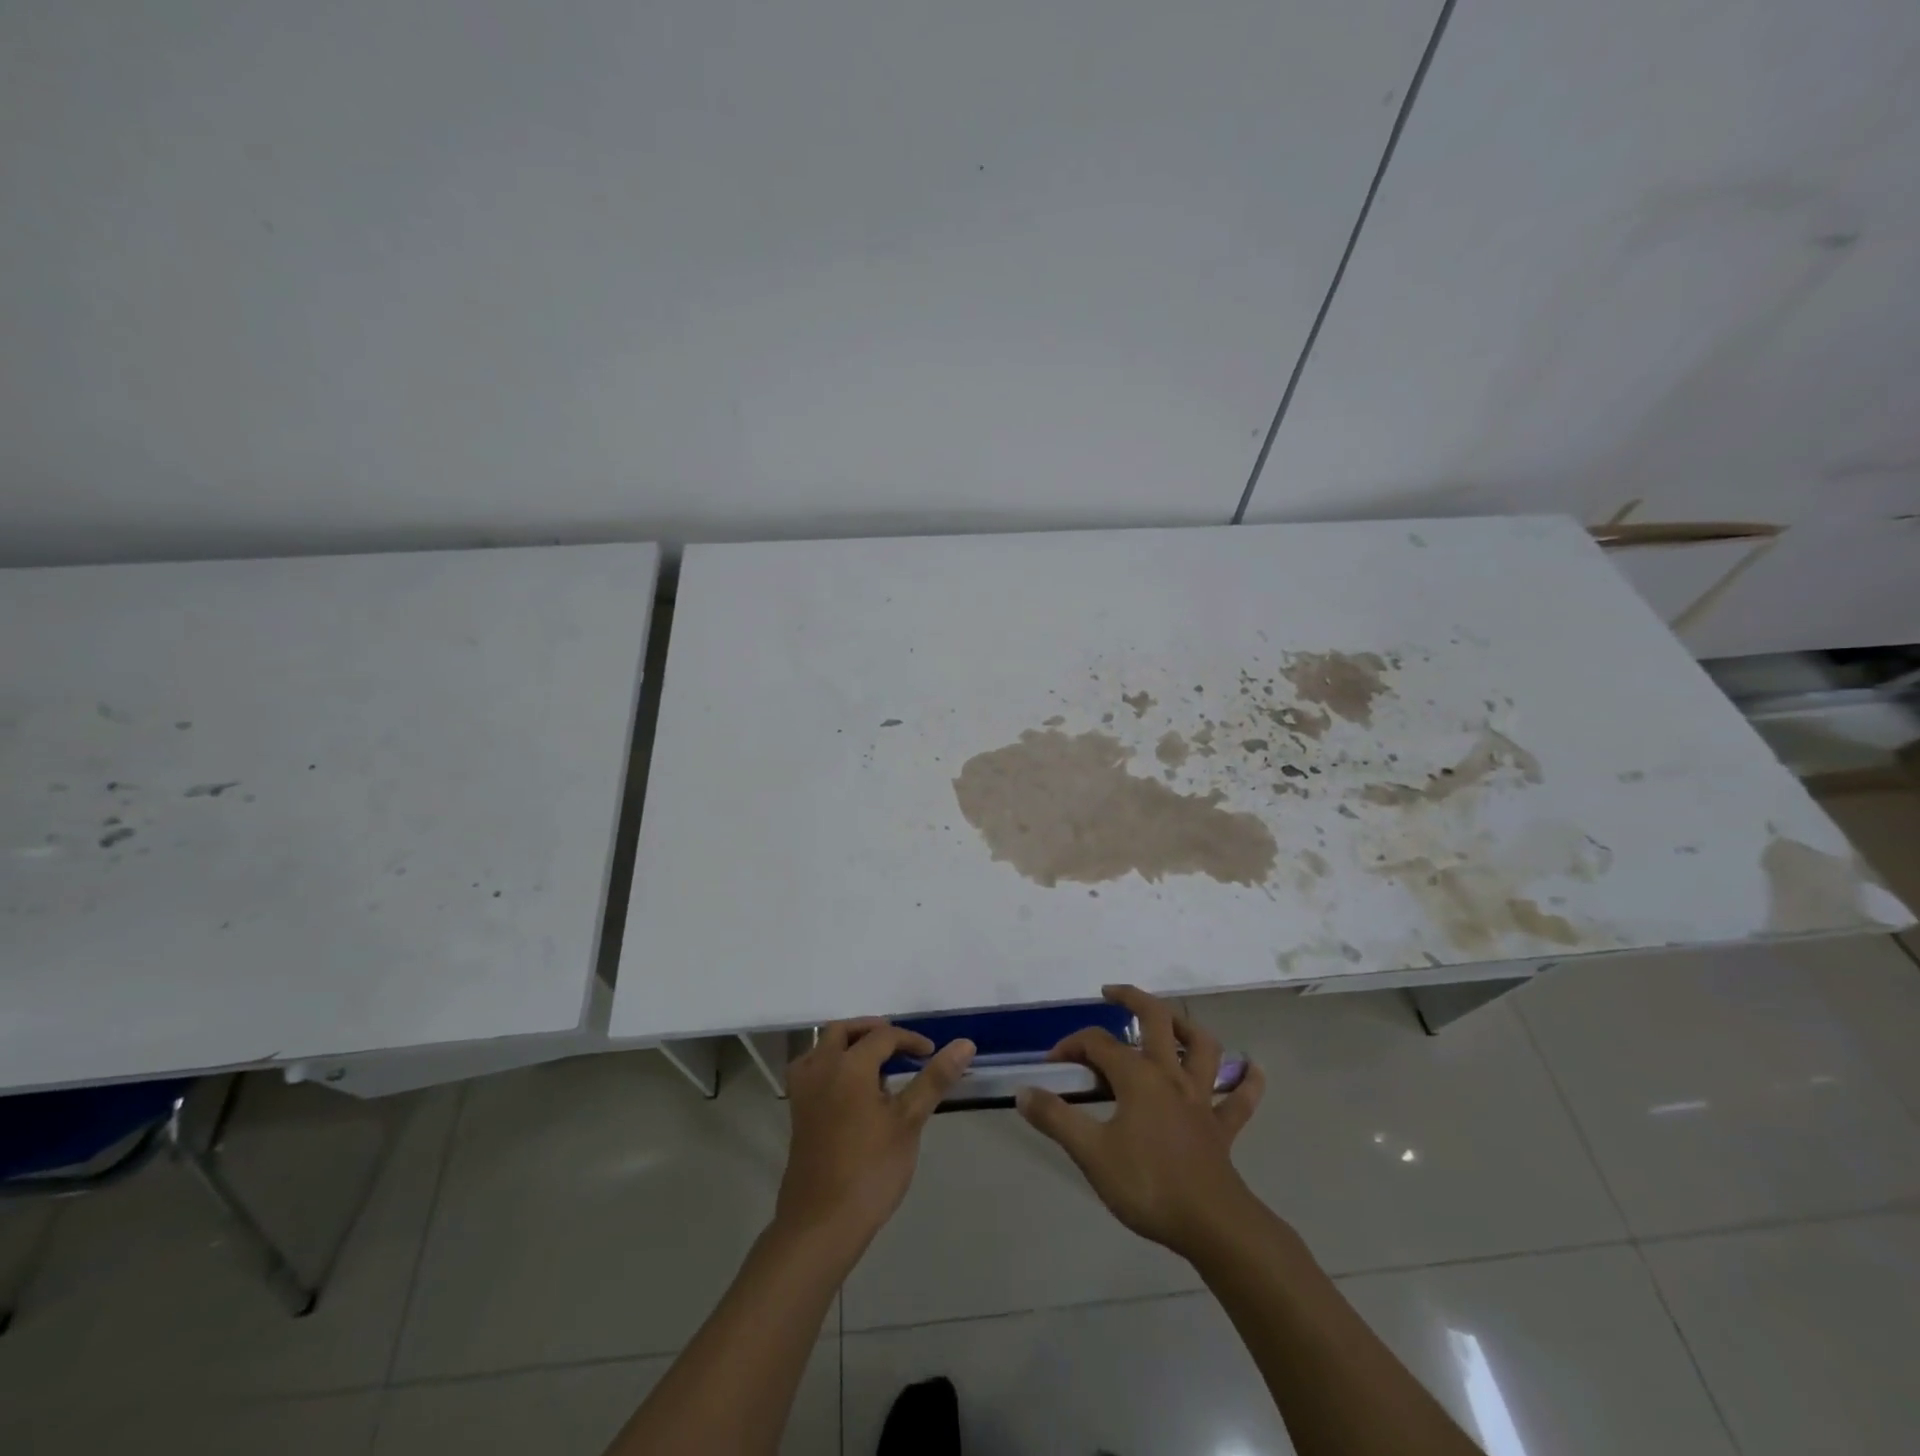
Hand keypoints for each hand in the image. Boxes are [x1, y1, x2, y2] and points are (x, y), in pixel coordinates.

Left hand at [776, 1019, 975, 1252]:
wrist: (821, 1223)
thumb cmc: (870, 1170)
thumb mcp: (909, 1122)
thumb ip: (934, 1079)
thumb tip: (965, 1044)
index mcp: (850, 1065)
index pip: (884, 1036)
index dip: (910, 1041)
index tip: (931, 1055)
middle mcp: (821, 1067)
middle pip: (844, 1031)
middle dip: (874, 1031)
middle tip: (900, 1047)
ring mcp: (803, 1090)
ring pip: (823, 1047)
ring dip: (848, 1044)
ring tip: (876, 1064)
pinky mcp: (797, 1112)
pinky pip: (812, 1069)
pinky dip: (830, 1064)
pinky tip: (849, 1088)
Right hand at [1017, 985, 1264, 1257]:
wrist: (1212, 1225)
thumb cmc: (1148, 1184)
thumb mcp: (1091, 1153)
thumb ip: (1056, 1119)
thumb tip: (1024, 1091)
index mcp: (1138, 1076)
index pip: (1098, 1044)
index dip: (1072, 1046)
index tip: (1053, 1064)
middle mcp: (1171, 1075)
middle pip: (1156, 1019)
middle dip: (1133, 998)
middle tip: (1111, 993)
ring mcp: (1201, 1099)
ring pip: (1202, 1047)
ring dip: (1188, 1029)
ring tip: (1172, 1024)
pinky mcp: (1222, 1128)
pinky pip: (1239, 1099)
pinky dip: (1247, 1081)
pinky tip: (1252, 1069)